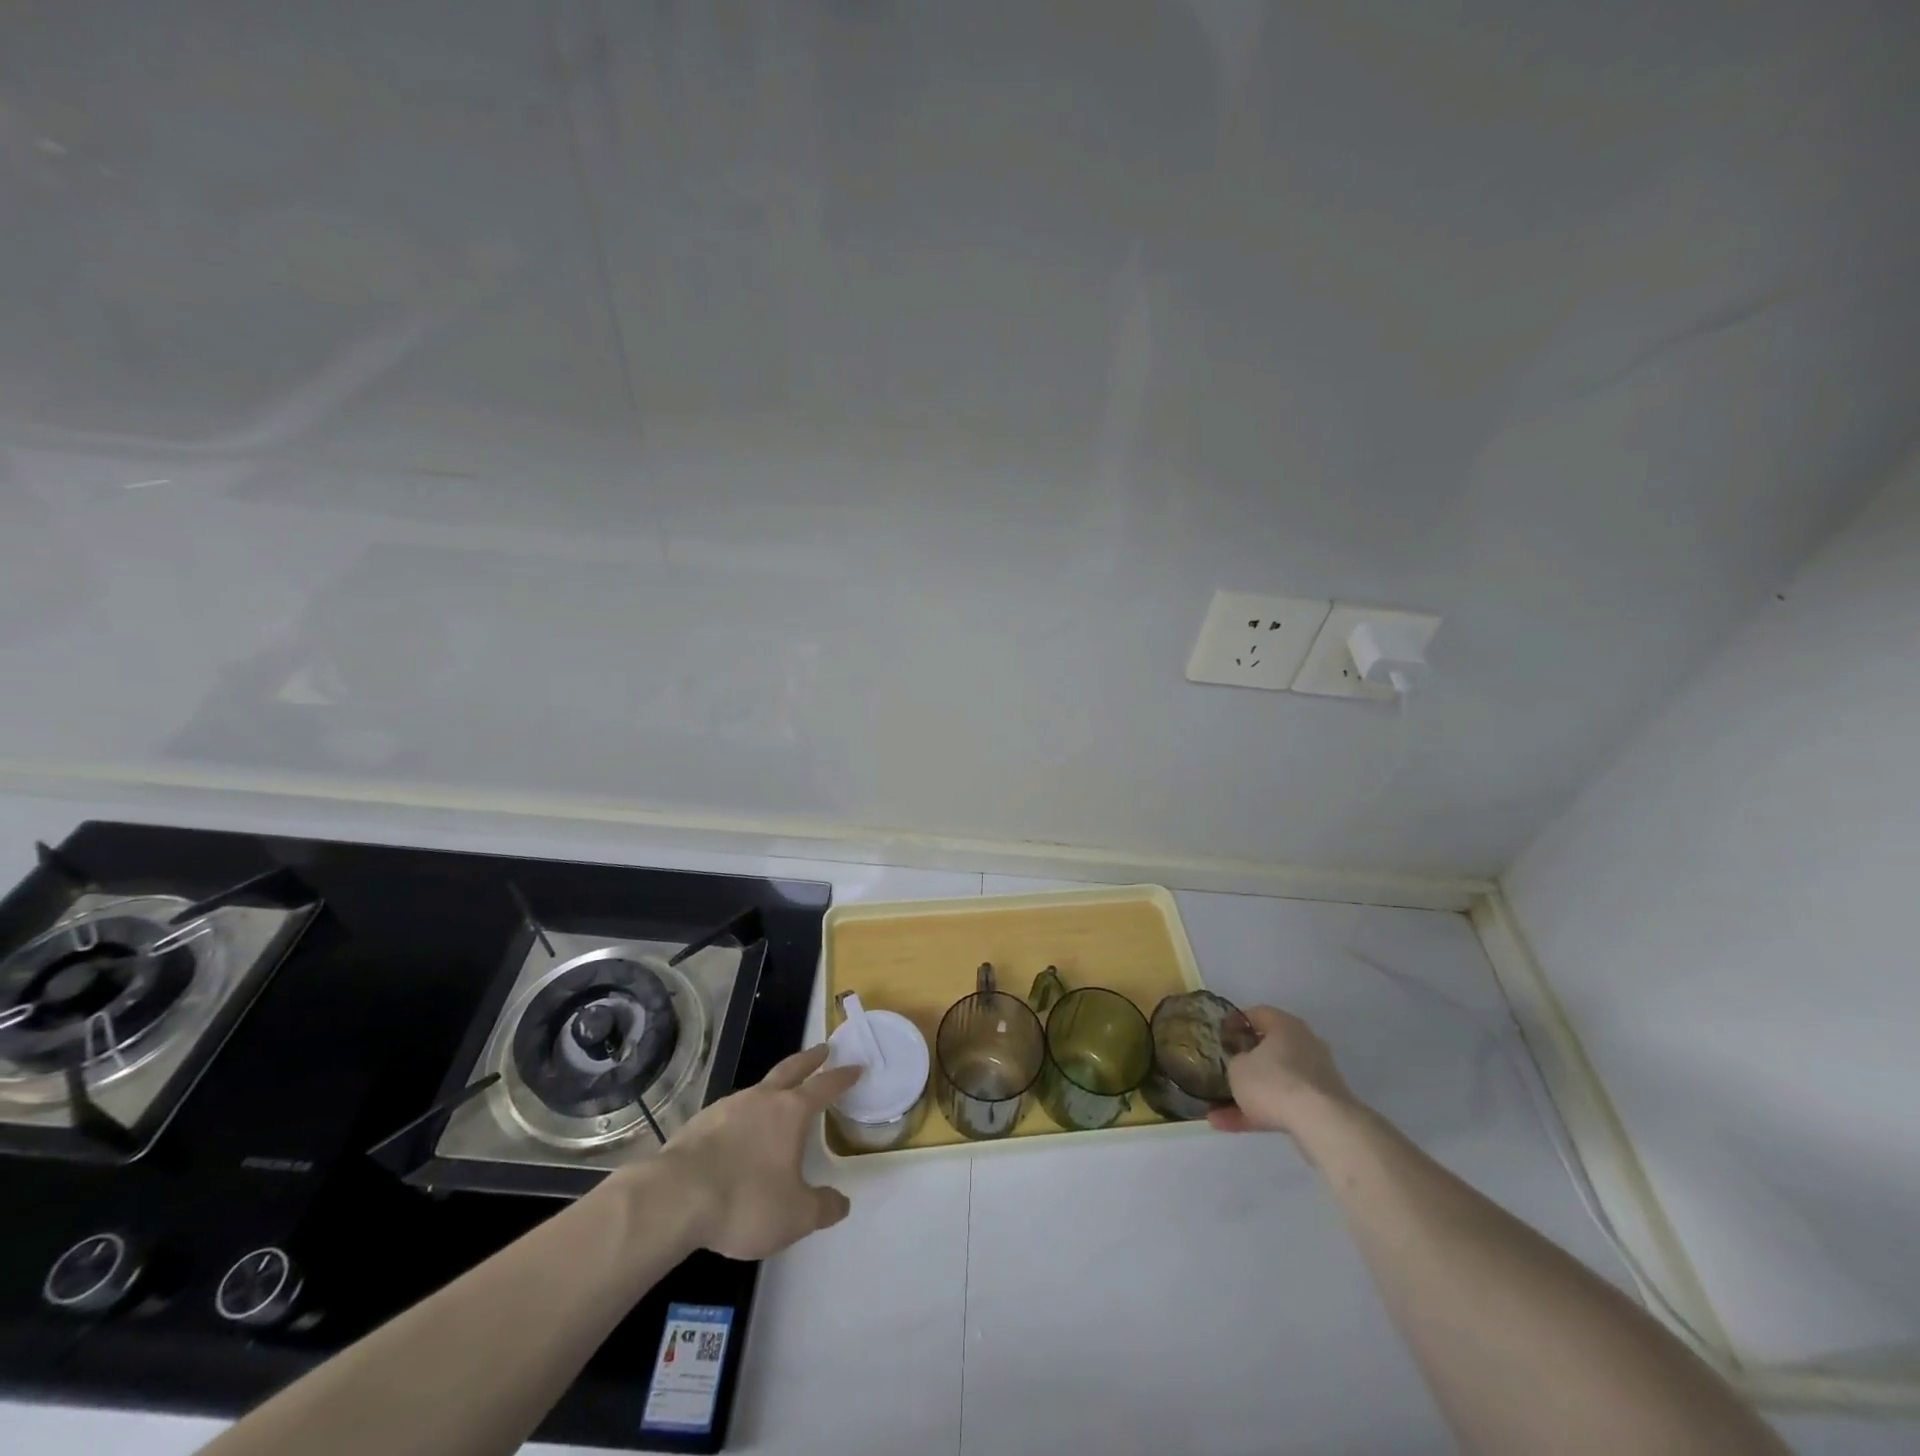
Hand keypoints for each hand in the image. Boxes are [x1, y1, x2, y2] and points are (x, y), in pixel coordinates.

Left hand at [659, 1044, 859, 1260]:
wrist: (674, 1199)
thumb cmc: (745, 1201)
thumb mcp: (795, 1216)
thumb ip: (822, 1208)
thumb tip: (842, 1203)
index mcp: (791, 1112)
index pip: (825, 1086)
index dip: (843, 1077)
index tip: (856, 1066)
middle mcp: (762, 1099)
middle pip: (791, 1069)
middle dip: (810, 1059)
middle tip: (824, 1049)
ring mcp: (727, 1107)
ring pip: (758, 1088)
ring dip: (773, 1087)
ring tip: (778, 1097)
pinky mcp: (699, 1123)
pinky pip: (730, 1112)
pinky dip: (743, 1115)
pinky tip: (738, 1132)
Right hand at [1207, 1005, 1358, 1137]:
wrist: (1321, 1124)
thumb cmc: (1273, 1082)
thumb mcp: (1237, 1067)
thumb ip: (1235, 1061)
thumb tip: (1243, 1065)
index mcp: (1286, 1026)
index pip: (1258, 1014)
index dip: (1236, 1022)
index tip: (1221, 1034)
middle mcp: (1305, 1046)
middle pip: (1269, 1050)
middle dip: (1244, 1063)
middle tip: (1224, 1068)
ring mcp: (1315, 1078)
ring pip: (1274, 1082)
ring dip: (1248, 1095)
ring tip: (1216, 1111)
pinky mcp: (1320, 1107)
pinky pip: (1282, 1104)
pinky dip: (1259, 1113)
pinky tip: (1229, 1126)